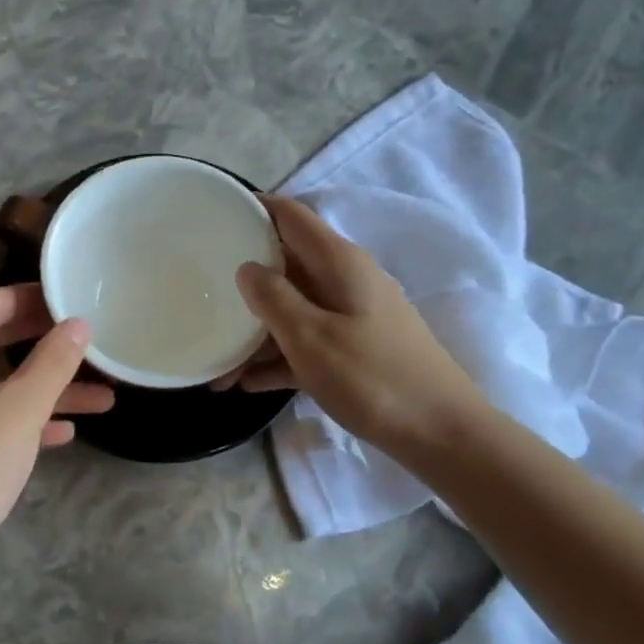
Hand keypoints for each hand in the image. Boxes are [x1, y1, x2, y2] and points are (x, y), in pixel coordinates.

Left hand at [0, 285, 113, 567]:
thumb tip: (79, 324)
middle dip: (41, 341)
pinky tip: (66, 432)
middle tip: (84, 337)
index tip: (68, 299)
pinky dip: (24, 418)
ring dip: (44, 387)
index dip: (27, 298)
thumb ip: (52, 362)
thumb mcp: (20, 409)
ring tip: (101, 393)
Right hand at [218, 195, 487, 456]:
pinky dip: (279, 356)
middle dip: (245, 278)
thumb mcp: (311, 337)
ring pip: (293, 308)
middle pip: (286, 263)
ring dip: (256, 329)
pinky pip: (307, 341)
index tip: (213, 216)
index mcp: (338, 262)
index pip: (290, 216)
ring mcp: (353, 315)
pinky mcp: (356, 349)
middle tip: (201, 290)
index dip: (253, 209)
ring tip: (215, 360)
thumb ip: (273, 298)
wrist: (442, 434)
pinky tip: (246, 383)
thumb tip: (247, 268)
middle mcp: (346, 279)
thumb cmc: (373, 378)